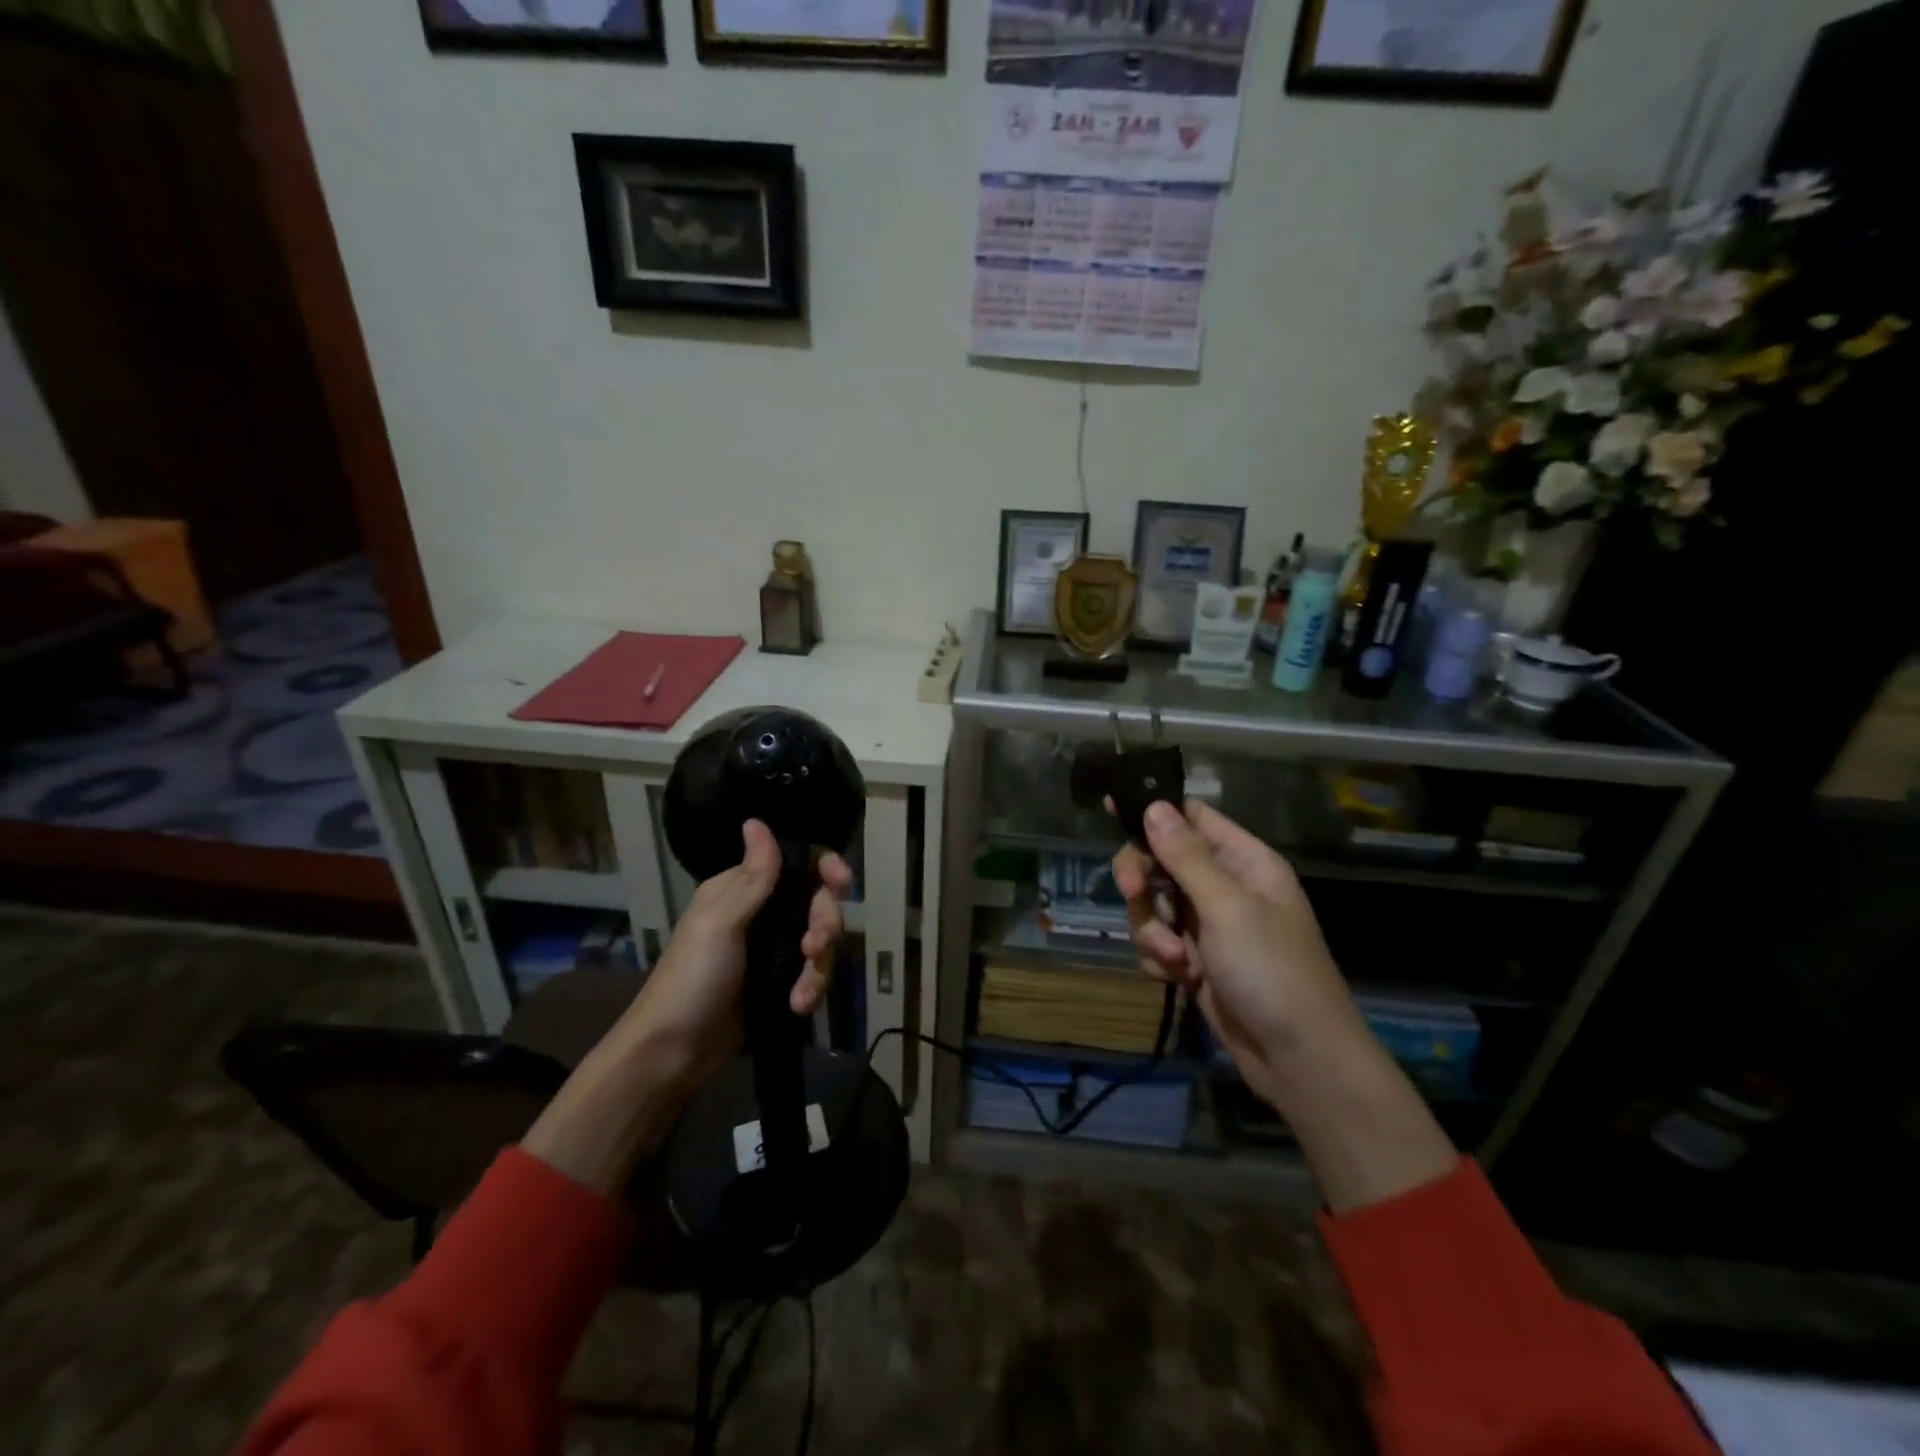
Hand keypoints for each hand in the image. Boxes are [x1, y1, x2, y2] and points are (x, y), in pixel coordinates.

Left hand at [522, 819, 850, 1193]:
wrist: (673, 1052)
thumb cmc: (692, 978)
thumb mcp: (721, 922)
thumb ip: (752, 877)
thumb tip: (756, 821)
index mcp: (743, 890)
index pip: (796, 864)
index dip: (825, 869)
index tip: (841, 883)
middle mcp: (762, 914)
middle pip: (817, 904)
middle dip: (824, 925)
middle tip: (813, 948)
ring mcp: (773, 951)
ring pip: (820, 942)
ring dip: (818, 967)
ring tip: (802, 994)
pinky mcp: (780, 984)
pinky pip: (812, 975)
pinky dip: (810, 990)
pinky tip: (798, 1007)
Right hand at [1115, 799, 1457, 1212]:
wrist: (1298, 1060)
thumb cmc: (1272, 972)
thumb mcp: (1227, 907)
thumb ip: (1185, 856)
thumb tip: (1154, 805)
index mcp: (1244, 861)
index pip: (1191, 817)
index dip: (1153, 812)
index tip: (1111, 810)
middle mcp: (1225, 886)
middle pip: (1161, 861)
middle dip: (1143, 882)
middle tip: (1131, 893)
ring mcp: (1208, 925)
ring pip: (1153, 905)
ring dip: (1152, 930)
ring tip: (1178, 960)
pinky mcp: (1195, 960)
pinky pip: (1157, 942)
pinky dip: (1159, 958)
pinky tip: (1177, 978)